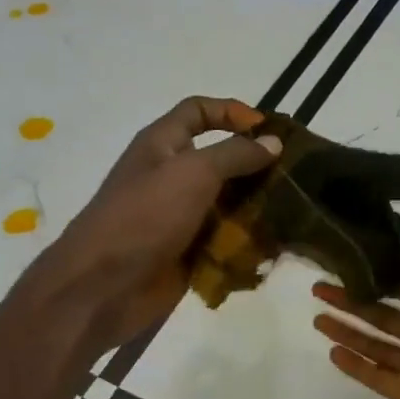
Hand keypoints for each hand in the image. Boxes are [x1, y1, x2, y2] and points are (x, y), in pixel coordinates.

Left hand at [13, 96, 280, 357]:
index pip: (198, 112)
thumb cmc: (143, 217)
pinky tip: (279, 244)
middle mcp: (172, 176)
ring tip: (295, 210)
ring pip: (228, 203)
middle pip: (221, 160)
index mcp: (162, 145)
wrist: (103, 286)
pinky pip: (226, 240)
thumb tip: (273, 141)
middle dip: (256, 165)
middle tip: (296, 175)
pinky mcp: (189, 252)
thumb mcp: (192, 173)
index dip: (232, 112)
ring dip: (259, 206)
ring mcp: (181, 217)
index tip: (268, 129)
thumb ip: (235, 154)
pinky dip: (249, 241)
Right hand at [312, 217, 399, 398]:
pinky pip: (379, 379)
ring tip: (317, 317)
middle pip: (386, 314)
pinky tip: (333, 352)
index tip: (350, 257)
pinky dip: (357, 367)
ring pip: (378, 345)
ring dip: (350, 331)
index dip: (382, 272)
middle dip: (355, 301)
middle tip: (319, 287)